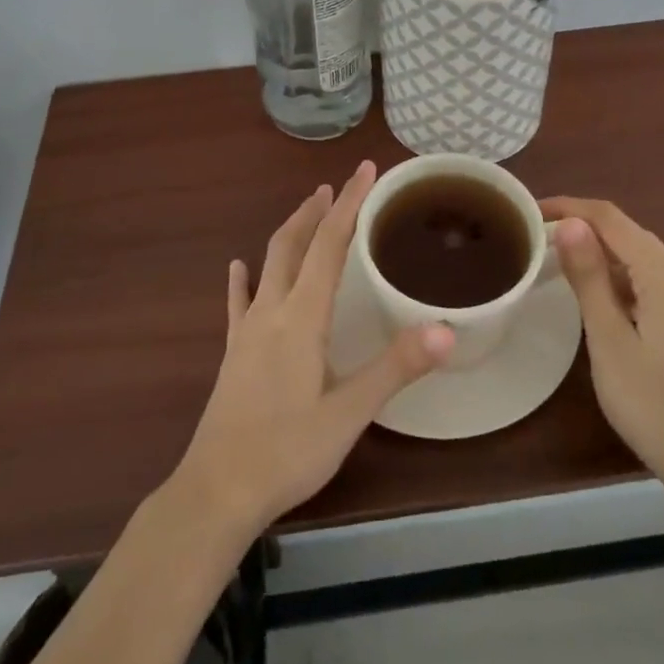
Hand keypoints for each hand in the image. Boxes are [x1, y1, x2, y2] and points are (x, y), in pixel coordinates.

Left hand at [172, 161, 454, 539]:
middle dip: (317, 211)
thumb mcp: (349, 413)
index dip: (349, 205)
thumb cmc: (287, 452)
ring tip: (306, 212)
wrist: (216, 492)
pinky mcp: (234, 353)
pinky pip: (239, 302)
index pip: (328, 245)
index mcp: (302, 316)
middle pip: (293, 244)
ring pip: (268, 265)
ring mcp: (247, 331)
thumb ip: (396, 368)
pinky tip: (239, 268)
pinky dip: (245, 278)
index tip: (364, 170)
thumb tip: (446, 329)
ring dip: (289, 233)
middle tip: (336, 186)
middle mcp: (272, 311)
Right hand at [542, 197, 663, 486]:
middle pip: (630, 239)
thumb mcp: (609, 339)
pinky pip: (659, 289)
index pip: (610, 219)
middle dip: (586, 235)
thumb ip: (589, 277)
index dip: (570, 208)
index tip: (532, 213)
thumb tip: (571, 224)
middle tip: (541, 247)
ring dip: (606, 263)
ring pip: (645, 265)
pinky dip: (627, 287)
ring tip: (565, 276)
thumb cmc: (654, 403)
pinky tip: (607, 310)